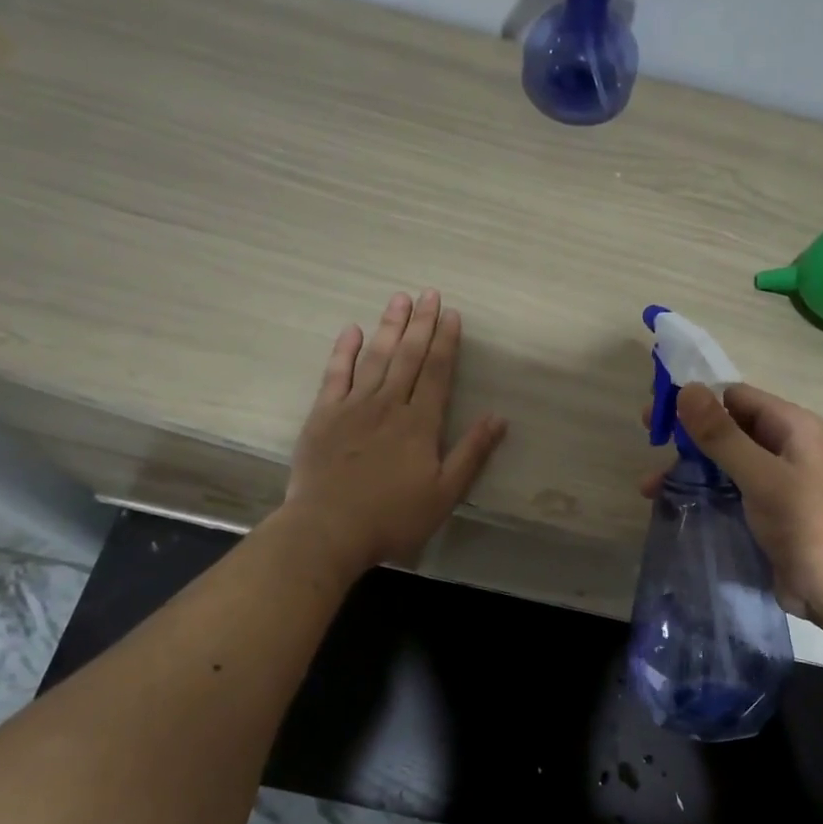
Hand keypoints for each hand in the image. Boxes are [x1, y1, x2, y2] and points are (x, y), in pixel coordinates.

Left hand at [282, 290, 507, 576]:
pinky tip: (351, 330)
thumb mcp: (444, 493)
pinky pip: (335, 374)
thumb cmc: (393, 517)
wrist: (328, 529)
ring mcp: (353, 406)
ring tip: (399, 299)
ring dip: (388, 327)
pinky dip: (344, 351)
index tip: (452, 314)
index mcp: (420, 423)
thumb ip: (471, 453)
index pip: (438, 372)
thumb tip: (499, 418)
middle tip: (429, 294)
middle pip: (408, 356)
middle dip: (421, 324)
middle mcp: (389, 405)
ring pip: (375, 358)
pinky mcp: (323, 415)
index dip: (447, 342)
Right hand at [645, 383, 822, 623]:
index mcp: (790, 426)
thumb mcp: (761, 476)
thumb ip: (722, 435)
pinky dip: (698, 489)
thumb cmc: (804, 523)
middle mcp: (781, 445)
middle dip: (686, 432)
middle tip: (648, 436)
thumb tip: (686, 389)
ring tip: (648, 485)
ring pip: (721, 459)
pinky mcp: (762, 507)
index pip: (735, 396)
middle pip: (726, 425)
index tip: (658, 410)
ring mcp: (772, 478)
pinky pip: (724, 487)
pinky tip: (668, 501)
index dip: (696, 399)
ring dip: (687, 466)